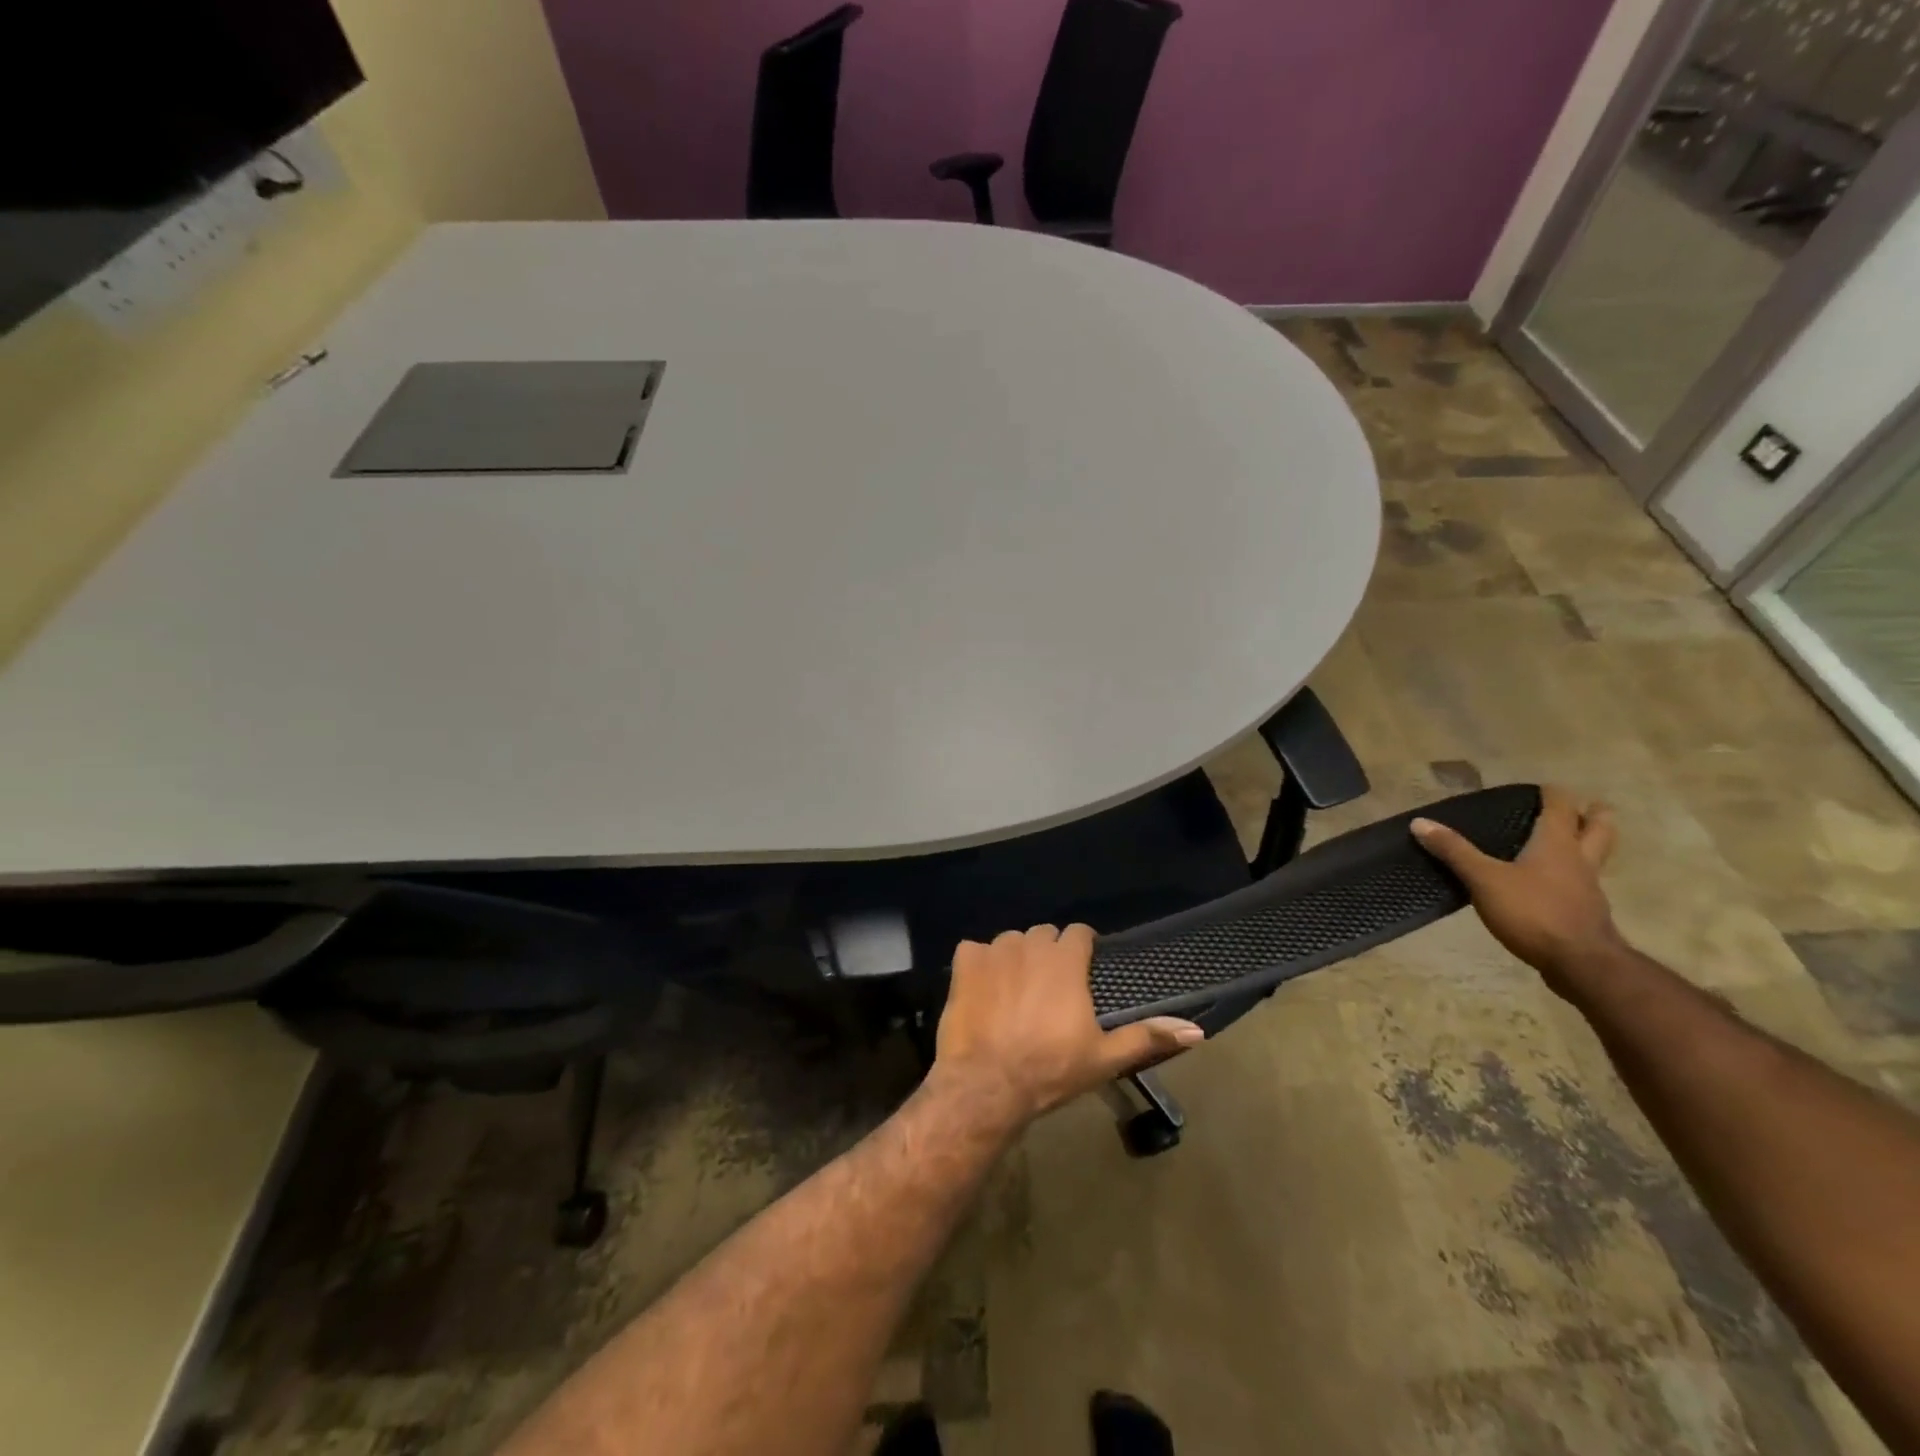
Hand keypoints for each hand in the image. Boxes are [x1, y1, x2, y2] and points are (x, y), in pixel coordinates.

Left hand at [930, 924, 1204, 1126]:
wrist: (987, 1084)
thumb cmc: (1050, 1069)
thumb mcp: (1104, 1057)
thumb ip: (1147, 1036)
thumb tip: (1195, 1029)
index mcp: (1065, 960)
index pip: (1079, 932)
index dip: (1083, 948)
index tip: (1083, 970)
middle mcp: (1030, 944)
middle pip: (1045, 935)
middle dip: (1050, 953)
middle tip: (1050, 988)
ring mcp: (994, 951)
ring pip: (1010, 940)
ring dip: (1016, 957)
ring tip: (1016, 990)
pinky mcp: (964, 964)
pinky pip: (974, 950)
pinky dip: (979, 964)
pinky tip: (983, 990)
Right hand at [1412, 785, 1623, 996]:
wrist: (1581, 964)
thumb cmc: (1533, 912)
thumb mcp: (1483, 879)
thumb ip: (1454, 851)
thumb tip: (1420, 822)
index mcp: (1557, 843)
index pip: (1560, 805)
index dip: (1550, 792)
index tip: (1535, 788)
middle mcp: (1579, 859)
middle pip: (1599, 827)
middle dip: (1591, 814)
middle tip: (1576, 808)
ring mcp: (1588, 888)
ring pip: (1596, 855)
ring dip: (1587, 844)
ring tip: (1564, 843)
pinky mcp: (1587, 913)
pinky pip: (1583, 883)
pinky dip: (1573, 876)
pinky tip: (1551, 885)